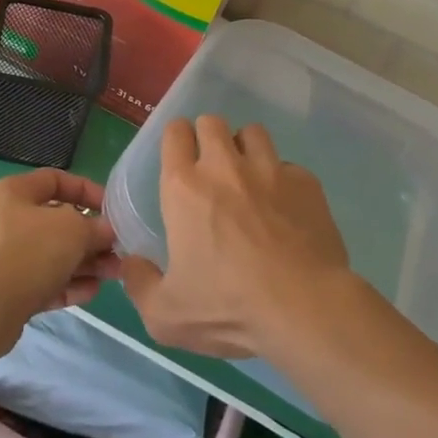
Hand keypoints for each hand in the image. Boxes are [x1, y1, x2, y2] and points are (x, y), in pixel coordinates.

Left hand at [0, 168, 120, 361]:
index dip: (87, 191)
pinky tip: (92, 292)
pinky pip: (45, 282)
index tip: (113, 210)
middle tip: (120, 249)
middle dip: (91, 235)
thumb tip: (106, 231)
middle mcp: (8, 220)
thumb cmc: (24, 252)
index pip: (56, 180)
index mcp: (14, 193)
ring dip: (85, 263)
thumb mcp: (70, 229)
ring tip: (114, 273)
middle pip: (58, 221)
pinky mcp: (9, 291)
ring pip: (54, 255)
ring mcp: (6, 257)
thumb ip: (93, 226)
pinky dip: (68, 285)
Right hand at [121, 116, 353, 358]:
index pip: (175, 133)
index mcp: (184, 188)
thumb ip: (140, 285)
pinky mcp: (307, 184)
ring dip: (246, 149)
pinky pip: (289, 166)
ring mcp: (270, 170)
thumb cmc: (228, 308)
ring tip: (248, 179)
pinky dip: (283, 180)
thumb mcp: (166, 314)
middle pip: (212, 122)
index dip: (176, 139)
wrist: (304, 309)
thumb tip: (131, 264)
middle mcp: (225, 167)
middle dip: (208, 137)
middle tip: (211, 169)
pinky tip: (285, 209)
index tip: (180, 158)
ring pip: (253, 133)